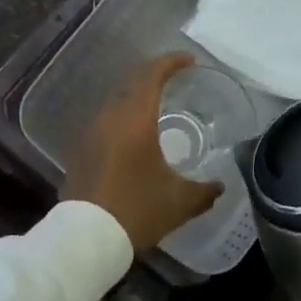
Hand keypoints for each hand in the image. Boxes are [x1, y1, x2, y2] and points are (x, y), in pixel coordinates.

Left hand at [62, 53, 222, 250]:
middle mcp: (110, 118)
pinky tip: (134, 139)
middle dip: (154, 78)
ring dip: (137, 100)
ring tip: (158, 109)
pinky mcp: (80, 151)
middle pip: (132, 84)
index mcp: (135, 118)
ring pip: (117, 104)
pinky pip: (106, 123)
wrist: (84, 239)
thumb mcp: (179, 202)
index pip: (152, 75)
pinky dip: (123, 121)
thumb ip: (204, 191)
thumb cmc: (136, 210)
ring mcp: (90, 134)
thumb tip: (220, 187)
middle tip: (176, 83)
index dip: (171, 62)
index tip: (189, 61)